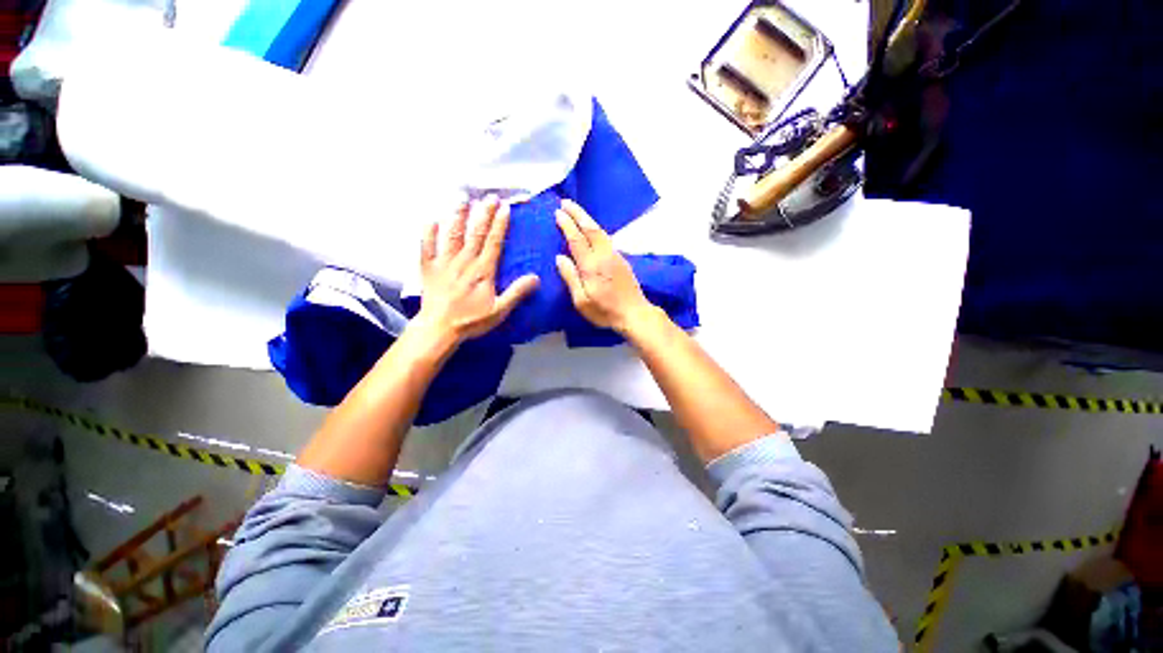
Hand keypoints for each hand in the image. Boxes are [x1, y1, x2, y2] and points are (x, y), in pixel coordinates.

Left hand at [415, 196, 538, 342]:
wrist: (439, 329)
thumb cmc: (471, 320)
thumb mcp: (500, 310)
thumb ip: (517, 292)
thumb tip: (536, 277)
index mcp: (483, 270)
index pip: (493, 242)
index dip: (499, 224)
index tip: (505, 208)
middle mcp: (464, 261)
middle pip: (475, 232)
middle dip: (483, 213)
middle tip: (490, 197)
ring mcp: (444, 263)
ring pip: (452, 234)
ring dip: (458, 216)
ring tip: (463, 199)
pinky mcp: (428, 268)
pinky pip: (427, 247)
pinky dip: (428, 233)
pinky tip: (431, 220)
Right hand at [555, 199, 654, 333]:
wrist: (635, 314)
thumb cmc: (605, 311)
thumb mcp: (582, 301)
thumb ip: (570, 277)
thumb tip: (559, 257)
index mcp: (591, 265)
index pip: (576, 239)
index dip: (567, 225)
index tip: (557, 212)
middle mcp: (604, 255)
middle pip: (590, 228)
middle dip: (577, 213)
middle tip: (565, 201)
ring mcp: (615, 256)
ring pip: (600, 231)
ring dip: (587, 219)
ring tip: (576, 211)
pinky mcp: (622, 260)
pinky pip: (606, 238)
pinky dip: (596, 229)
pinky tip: (592, 230)